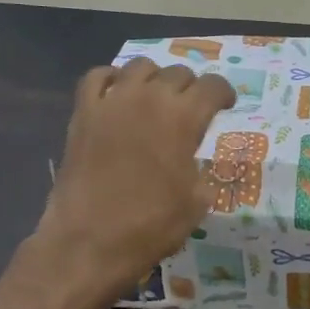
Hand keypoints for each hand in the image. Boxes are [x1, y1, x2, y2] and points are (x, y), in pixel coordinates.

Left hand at [32, 59, 234, 304]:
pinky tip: (117, 94)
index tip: (225, 105)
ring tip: (155, 98)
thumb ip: (201, 169)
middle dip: (191, 88)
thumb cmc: (152, 226)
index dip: (224, 93)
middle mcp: (149, 98)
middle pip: (178, 73)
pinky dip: (111, 79)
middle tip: (191, 108)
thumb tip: (192, 162)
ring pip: (140, 66)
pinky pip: (97, 77)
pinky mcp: (83, 113)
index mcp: (184, 117)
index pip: (213, 86)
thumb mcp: (197, 201)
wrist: (90, 242)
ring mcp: (112, 102)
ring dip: (155, 78)